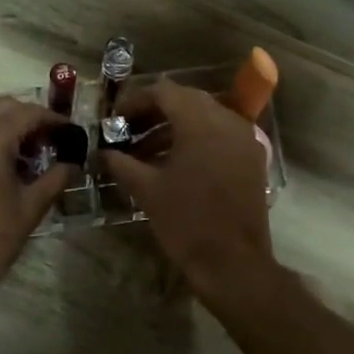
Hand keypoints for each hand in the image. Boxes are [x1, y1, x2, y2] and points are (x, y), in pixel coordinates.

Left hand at [0, 97, 68, 309]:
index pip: (29, 113)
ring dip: (4, 127)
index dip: (54, 120)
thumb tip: (71, 164)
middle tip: (49, 143)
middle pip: (3, 107)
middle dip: (29, 119)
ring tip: (24, 156)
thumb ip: (55, 178)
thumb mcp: (29, 209)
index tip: (70, 134)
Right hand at [99, 80, 275, 298]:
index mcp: (201, 122)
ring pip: (205, 118)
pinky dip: (196, 141)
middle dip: (154, 112)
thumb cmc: (186, 221)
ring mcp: (244, 140)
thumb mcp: (146, 190)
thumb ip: (121, 163)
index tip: (115, 120)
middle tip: (128, 132)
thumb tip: (102, 153)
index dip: (136, 101)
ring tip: (145, 152)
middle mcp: (228, 121)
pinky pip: (220, 136)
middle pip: (187, 100)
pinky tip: (174, 164)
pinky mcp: (251, 159)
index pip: (165, 91)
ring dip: (174, 128)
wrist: (233, 262)